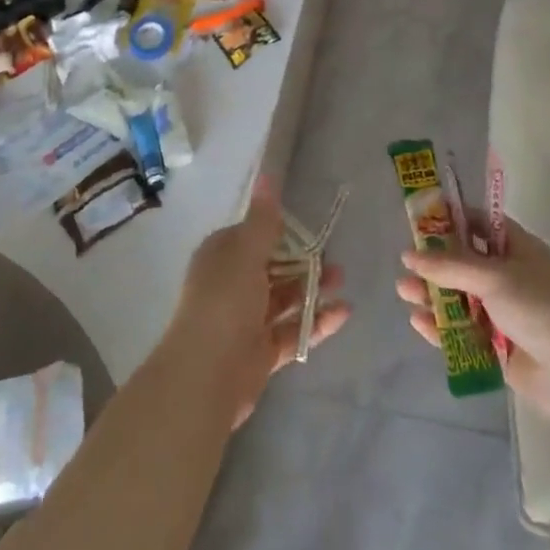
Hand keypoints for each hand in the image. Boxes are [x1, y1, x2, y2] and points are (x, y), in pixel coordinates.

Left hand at [163, 175, 350, 425]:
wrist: (206, 374)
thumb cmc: (225, 301)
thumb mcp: (246, 252)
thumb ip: (263, 219)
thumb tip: (267, 175)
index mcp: (222, 256)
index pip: (253, 236)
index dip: (281, 232)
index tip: (310, 229)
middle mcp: (231, 284)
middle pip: (273, 268)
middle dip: (303, 262)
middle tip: (335, 259)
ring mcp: (246, 320)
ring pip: (285, 298)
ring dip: (313, 289)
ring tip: (342, 282)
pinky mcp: (261, 352)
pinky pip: (292, 330)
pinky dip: (316, 322)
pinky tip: (343, 313)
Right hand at [397, 219, 549, 422]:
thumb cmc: (539, 307)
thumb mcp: (493, 277)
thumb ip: (449, 265)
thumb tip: (409, 254)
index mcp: (517, 249)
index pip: (480, 224)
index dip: (450, 220)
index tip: (418, 220)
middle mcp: (510, 277)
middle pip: (464, 263)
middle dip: (434, 263)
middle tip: (405, 264)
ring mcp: (504, 313)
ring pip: (460, 299)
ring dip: (433, 294)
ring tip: (404, 292)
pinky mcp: (498, 348)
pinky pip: (464, 332)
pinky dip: (443, 327)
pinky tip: (420, 322)